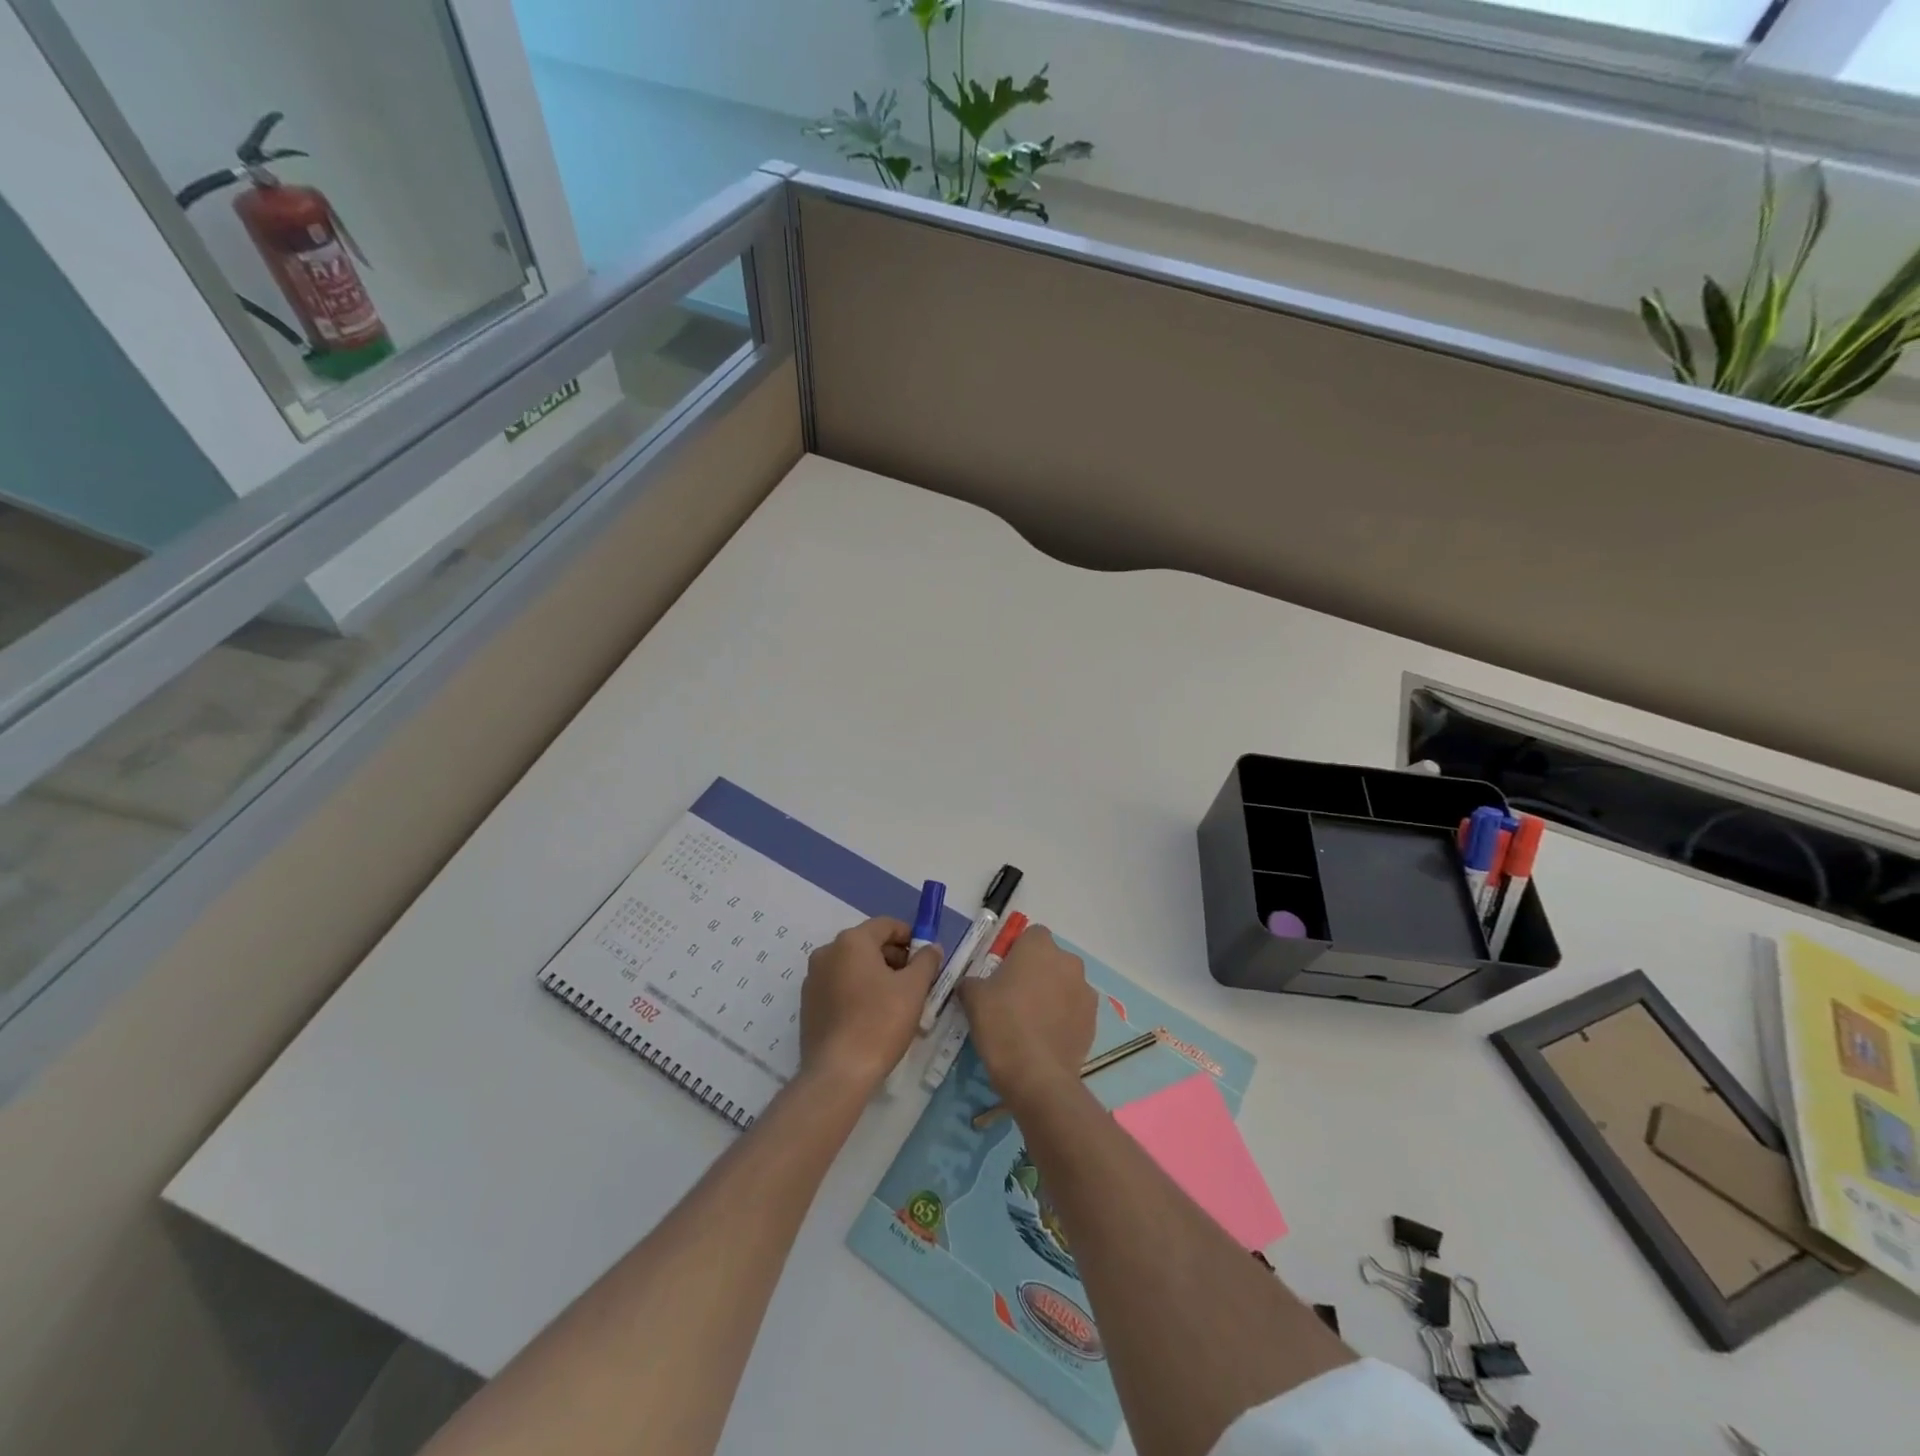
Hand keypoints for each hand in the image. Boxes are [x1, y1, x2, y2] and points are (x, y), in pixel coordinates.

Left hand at [799, 917, 940, 1090]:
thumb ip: (926, 961)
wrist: (838, 1073)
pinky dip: (858, 991)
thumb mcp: (914, 988)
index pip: (886, 925)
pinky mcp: (808, 1004)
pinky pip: (839, 986)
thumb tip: (931, 948)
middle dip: (894, 958)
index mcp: (851, 941)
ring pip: (853, 966)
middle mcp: (827, 952)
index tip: (926, 958)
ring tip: (897, 1002)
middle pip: (868, 944)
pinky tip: (873, 1016)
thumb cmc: (880, 1022)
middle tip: (916, 982)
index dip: (910, 937)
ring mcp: (813, 979)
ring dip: (877, 975)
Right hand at [957, 925, 1095, 1107]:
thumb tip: (971, 985)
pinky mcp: (1094, 1019)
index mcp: (1039, 946)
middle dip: (1037, 972)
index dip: (1017, 951)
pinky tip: (1046, 1038)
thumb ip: (972, 982)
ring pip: (1065, 984)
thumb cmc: (1002, 1024)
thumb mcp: (973, 998)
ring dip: (1053, 994)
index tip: (1003, 972)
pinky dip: (1064, 1017)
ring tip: (1032, 1021)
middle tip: (1015, 997)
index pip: (1031, 935)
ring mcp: (1085, 990)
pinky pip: (1075, 1009)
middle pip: (1051, 959)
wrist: (1036, 1074)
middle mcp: (1068, 961)